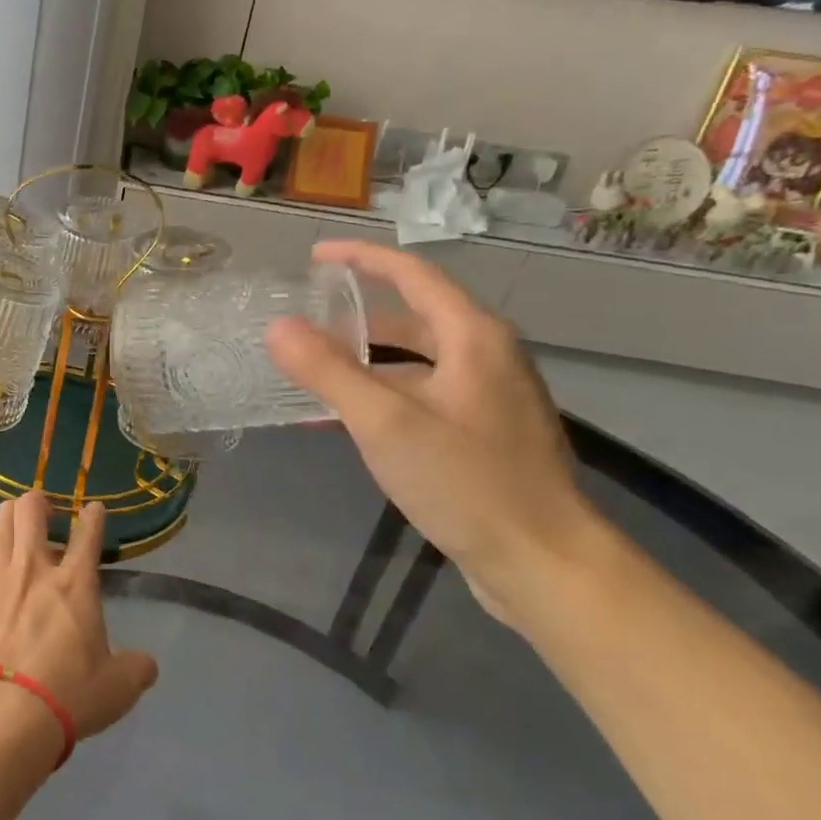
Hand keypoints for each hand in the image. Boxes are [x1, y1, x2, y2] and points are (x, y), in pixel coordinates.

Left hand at [0, 492, 158, 744]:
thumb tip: (147, 665)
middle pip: (30, 512)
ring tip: (11, 519)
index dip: (93, 517)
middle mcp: (32, 570)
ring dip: (6, 519)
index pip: (88, 535)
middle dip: (37, 502)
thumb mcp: (117, 689)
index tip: (94, 509)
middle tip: (42, 509)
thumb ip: (135, 670)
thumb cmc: (66, 695)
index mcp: (74, 584)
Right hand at [266, 240, 600, 621]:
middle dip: (356, 320)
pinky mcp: (484, 435)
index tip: (315, 256)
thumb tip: (278, 327)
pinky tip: (347, 424)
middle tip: (304, 328)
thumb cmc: (465, 482)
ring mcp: (489, 398)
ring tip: (313, 377)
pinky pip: (422, 397)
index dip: (362, 259)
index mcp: (473, 338)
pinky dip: (382, 398)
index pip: (412, 275)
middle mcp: (487, 358)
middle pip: (413, 320)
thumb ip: (327, 371)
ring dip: (365, 365)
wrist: (542, 562)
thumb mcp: (384, 423)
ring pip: (416, 364)